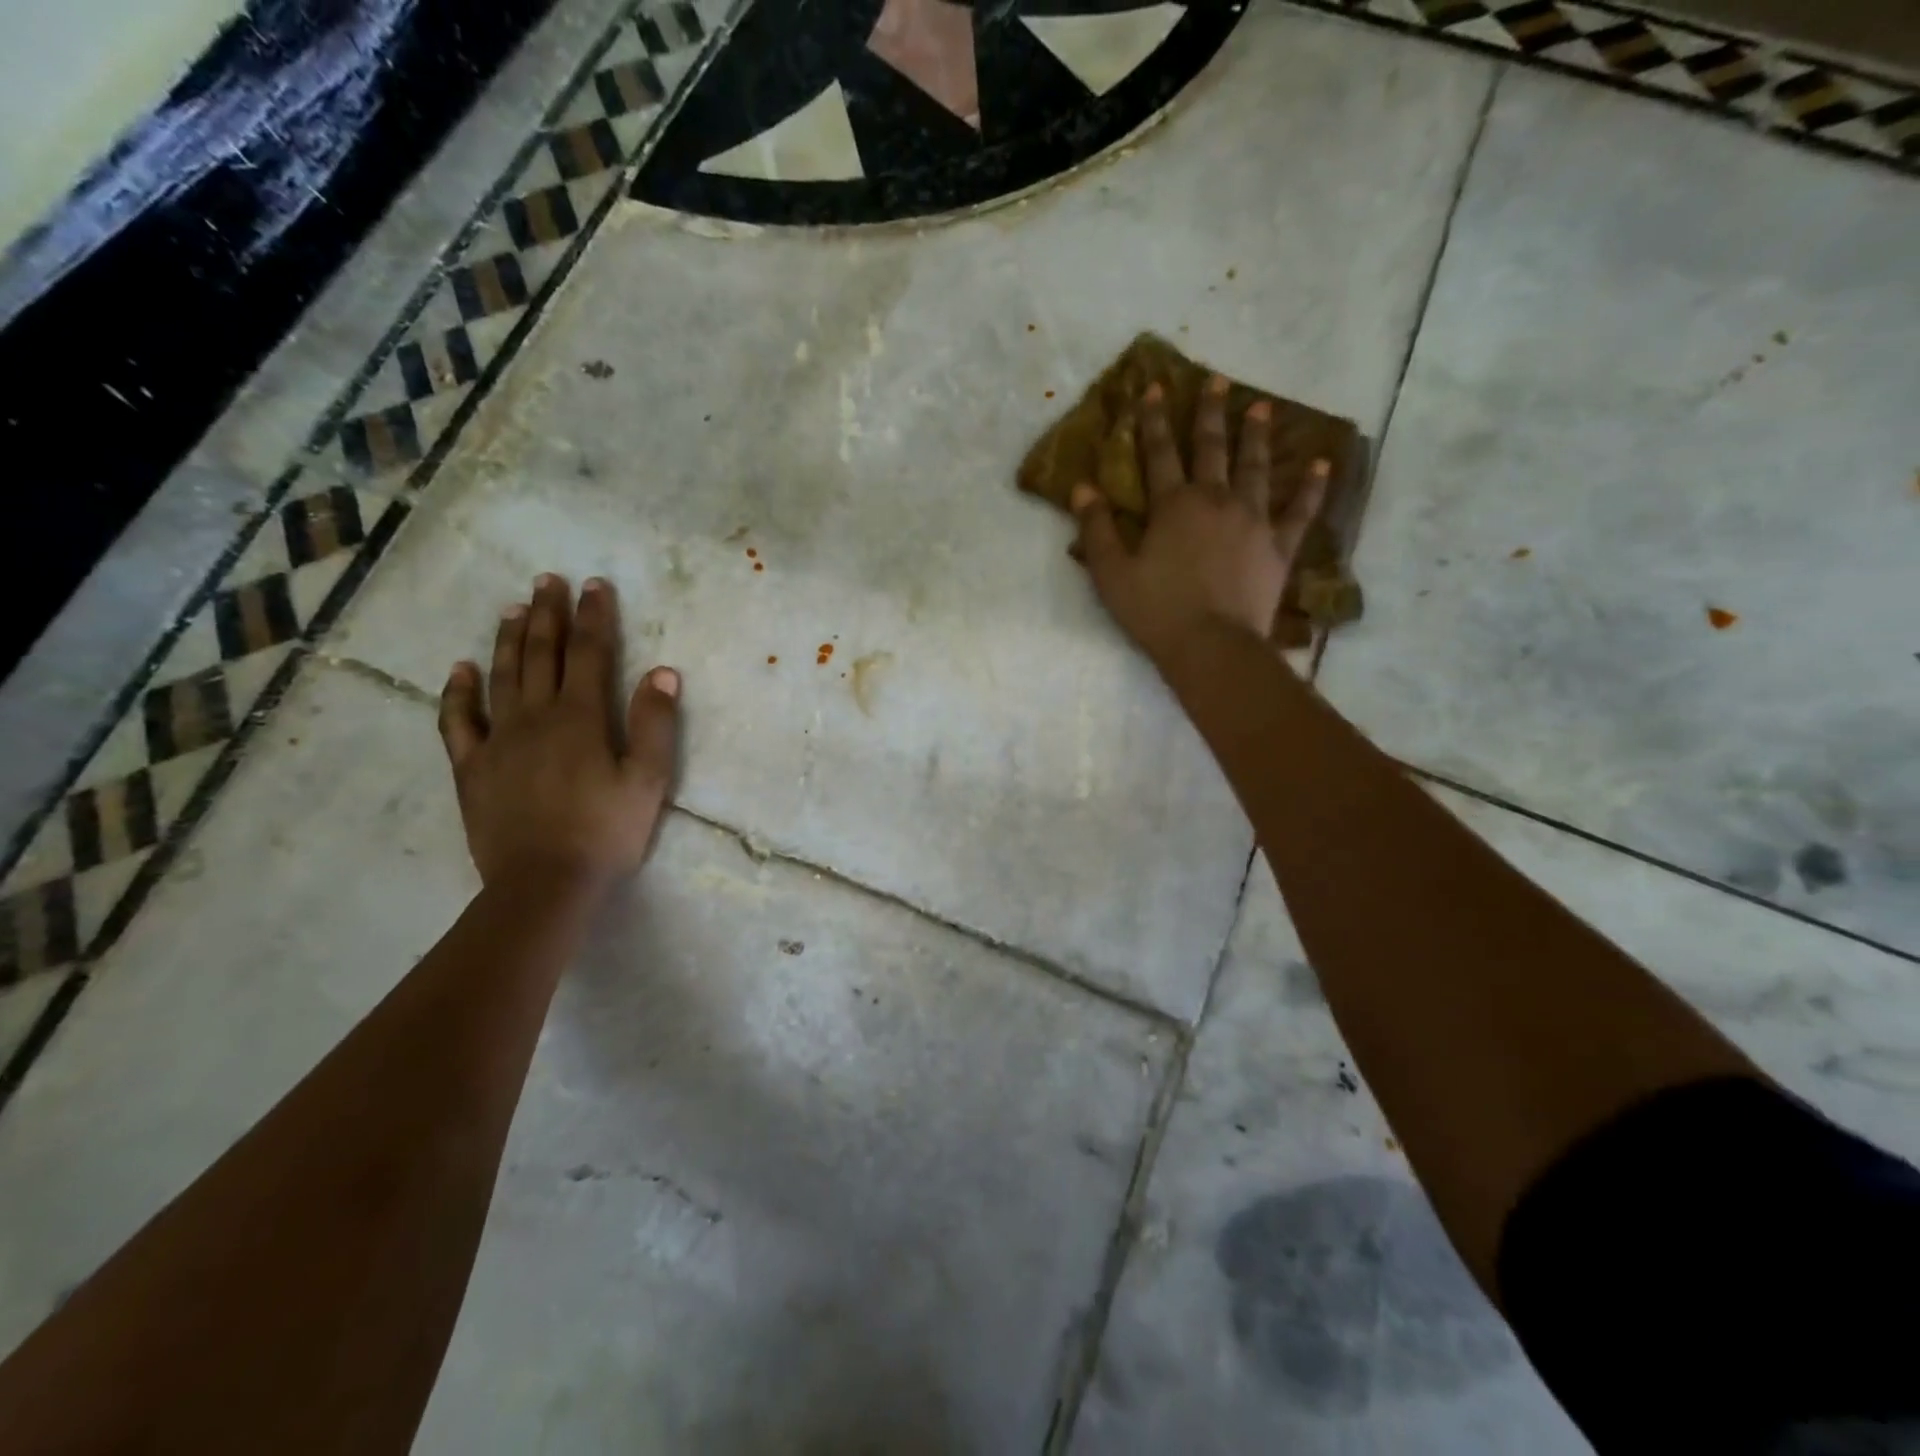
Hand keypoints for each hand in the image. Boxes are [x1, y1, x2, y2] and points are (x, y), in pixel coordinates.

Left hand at [437, 574, 680, 893]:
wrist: (544, 883)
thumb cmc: (605, 832)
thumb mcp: (648, 781)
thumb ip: (655, 725)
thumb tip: (663, 673)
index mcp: (581, 718)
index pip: (589, 654)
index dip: (594, 617)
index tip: (595, 585)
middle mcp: (535, 717)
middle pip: (542, 655)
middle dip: (548, 614)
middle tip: (547, 580)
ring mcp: (498, 740)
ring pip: (502, 677)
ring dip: (509, 640)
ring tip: (514, 608)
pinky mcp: (472, 768)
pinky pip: (458, 721)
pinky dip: (458, 692)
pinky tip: (461, 669)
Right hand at [1071, 375, 1327, 668]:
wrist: (1212, 645)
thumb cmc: (1156, 611)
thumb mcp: (1111, 573)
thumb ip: (1095, 528)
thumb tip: (1081, 487)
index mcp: (1173, 505)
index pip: (1160, 452)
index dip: (1154, 420)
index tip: (1155, 388)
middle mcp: (1216, 500)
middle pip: (1212, 448)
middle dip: (1210, 413)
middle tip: (1217, 380)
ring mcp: (1253, 520)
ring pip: (1256, 468)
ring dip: (1256, 436)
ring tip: (1261, 408)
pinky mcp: (1279, 546)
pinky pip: (1300, 511)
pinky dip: (1312, 487)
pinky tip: (1322, 465)